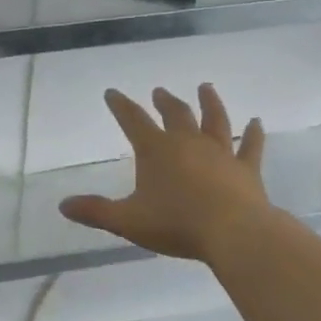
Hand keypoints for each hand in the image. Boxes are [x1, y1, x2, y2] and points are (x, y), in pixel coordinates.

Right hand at [59, 85, 271, 259]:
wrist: (234, 233)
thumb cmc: (176, 224)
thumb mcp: (128, 220)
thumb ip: (95, 211)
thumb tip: (63, 205)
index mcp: (156, 150)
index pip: (133, 120)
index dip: (120, 105)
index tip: (112, 92)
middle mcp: (188, 143)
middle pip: (175, 114)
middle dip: (164, 101)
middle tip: (159, 91)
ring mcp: (220, 153)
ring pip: (214, 120)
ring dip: (209, 102)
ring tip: (205, 87)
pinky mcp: (246, 169)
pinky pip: (251, 146)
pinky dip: (254, 134)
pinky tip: (258, 122)